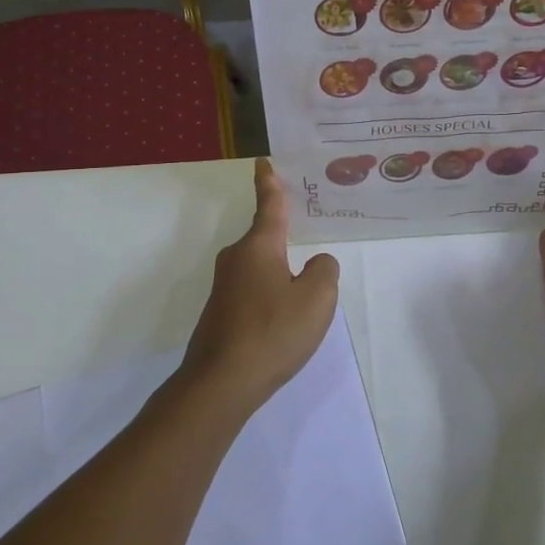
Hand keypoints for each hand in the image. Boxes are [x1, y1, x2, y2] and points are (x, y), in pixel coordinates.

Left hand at [179, 159, 340, 417]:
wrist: (221, 383)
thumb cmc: (272, 332)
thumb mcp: (317, 299)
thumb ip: (324, 271)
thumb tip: (317, 264)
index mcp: (259, 247)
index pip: (269, 206)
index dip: (270, 183)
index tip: (263, 162)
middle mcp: (236, 259)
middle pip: (266, 240)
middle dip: (285, 241)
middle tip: (308, 243)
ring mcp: (224, 288)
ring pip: (261, 270)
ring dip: (280, 277)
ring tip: (302, 299)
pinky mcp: (220, 314)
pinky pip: (253, 293)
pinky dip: (270, 299)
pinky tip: (282, 324)